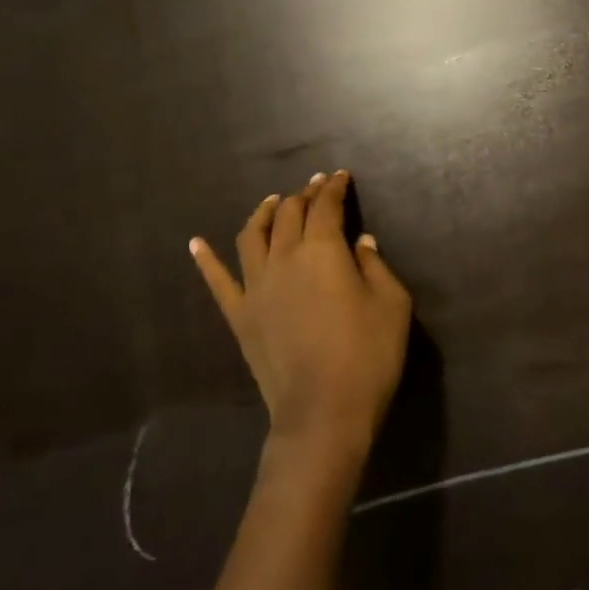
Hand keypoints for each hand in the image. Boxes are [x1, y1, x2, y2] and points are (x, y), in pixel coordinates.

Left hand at [190, 171, 411, 466]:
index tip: (341, 177)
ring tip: (272, 202)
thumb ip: (376, 265)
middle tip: (315, 186)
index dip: (334, 188)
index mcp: (323, 250)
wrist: (324, 412)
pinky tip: (196, 243)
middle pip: (289, 214)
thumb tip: (361, 242)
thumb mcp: (392, 304)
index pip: (325, 207)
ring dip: (263, 213)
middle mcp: (284, 258)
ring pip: (251, 236)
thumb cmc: (368, 355)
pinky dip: (205, 259)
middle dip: (304, 195)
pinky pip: (217, 281)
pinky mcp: (240, 316)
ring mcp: (256, 287)